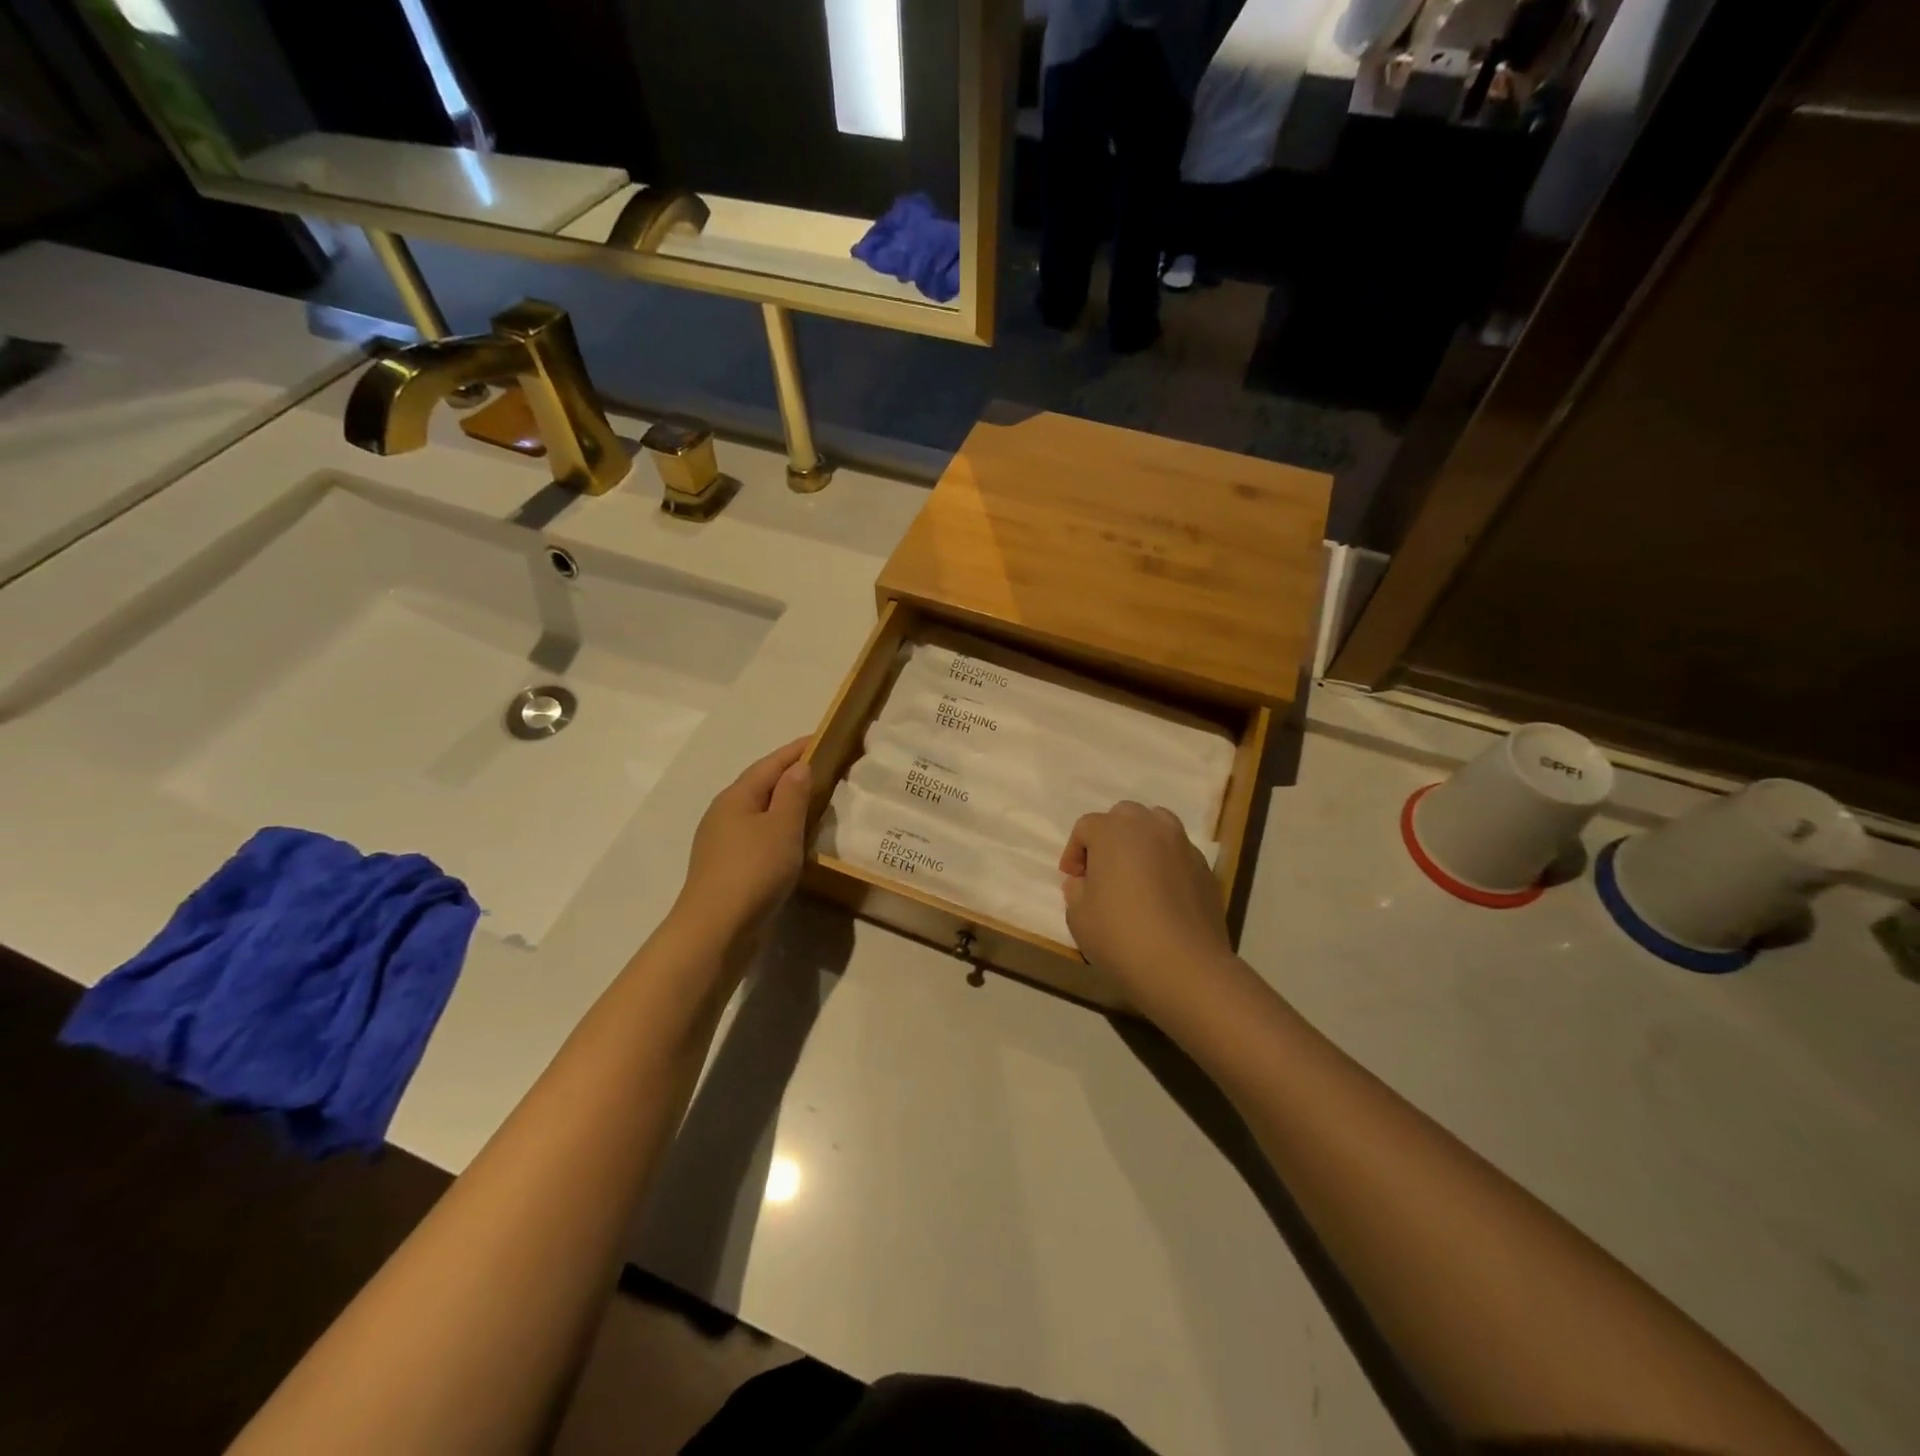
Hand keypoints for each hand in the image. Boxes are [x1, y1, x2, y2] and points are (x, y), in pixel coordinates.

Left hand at [671, 739, 811, 949]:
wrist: (716, 929)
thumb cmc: (753, 870)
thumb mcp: (782, 827)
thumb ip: (793, 794)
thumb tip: (798, 767)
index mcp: (736, 797)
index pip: (770, 764)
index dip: (796, 750)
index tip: (822, 738)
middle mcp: (724, 814)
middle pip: (761, 786)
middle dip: (790, 776)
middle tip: (824, 770)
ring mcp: (723, 843)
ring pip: (759, 813)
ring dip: (785, 806)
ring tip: (814, 804)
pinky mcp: (728, 869)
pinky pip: (758, 837)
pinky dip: (779, 831)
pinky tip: (794, 843)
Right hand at [1060, 801, 1235, 1020]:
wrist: (1185, 966)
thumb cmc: (1120, 936)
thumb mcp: (1078, 917)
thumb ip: (1076, 891)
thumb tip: (1083, 882)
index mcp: (1113, 831)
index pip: (1086, 827)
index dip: (1074, 852)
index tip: (1073, 879)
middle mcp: (1150, 827)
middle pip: (1124, 817)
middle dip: (1110, 838)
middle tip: (1103, 871)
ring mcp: (1183, 845)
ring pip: (1157, 827)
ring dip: (1142, 844)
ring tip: (1135, 876)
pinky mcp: (1206, 869)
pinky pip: (1178, 854)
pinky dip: (1166, 864)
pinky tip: (1162, 897)